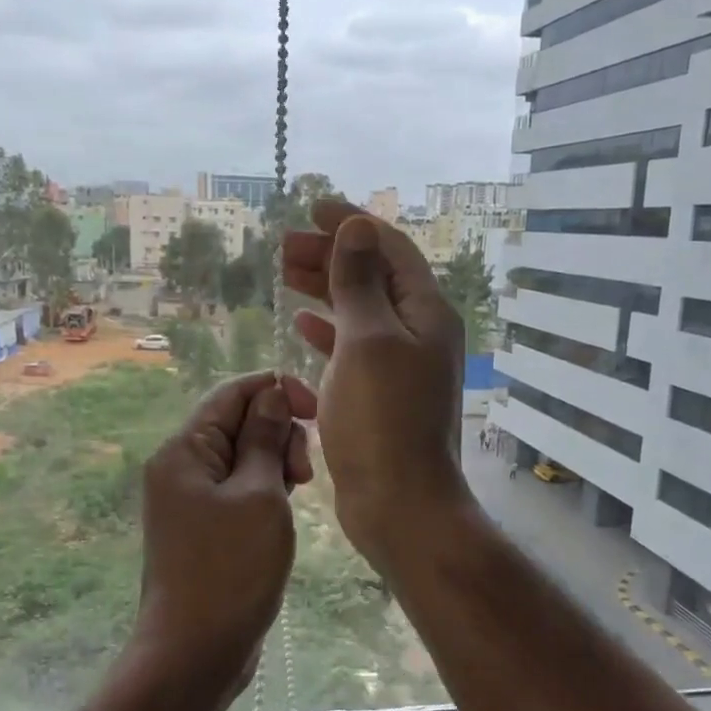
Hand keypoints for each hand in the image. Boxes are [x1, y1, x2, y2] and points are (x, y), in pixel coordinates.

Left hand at [133, 371, 316, 699]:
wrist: (194, 652)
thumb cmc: (230, 569)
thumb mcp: (259, 496)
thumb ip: (265, 439)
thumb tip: (272, 394)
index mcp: (185, 450)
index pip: (232, 393)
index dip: (276, 390)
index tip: (316, 411)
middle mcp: (181, 467)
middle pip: (237, 423)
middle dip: (278, 433)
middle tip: (303, 474)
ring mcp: (190, 500)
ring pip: (242, 457)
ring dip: (275, 464)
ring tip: (297, 493)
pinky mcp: (204, 527)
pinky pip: (238, 489)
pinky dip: (265, 491)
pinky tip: (283, 511)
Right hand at [281, 199, 474, 576]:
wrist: (400, 502)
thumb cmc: (382, 418)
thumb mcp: (368, 340)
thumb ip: (360, 282)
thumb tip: (357, 227)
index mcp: (425, 312)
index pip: (390, 249)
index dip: (352, 224)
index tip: (312, 208)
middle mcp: (419, 332)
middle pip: (374, 276)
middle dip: (332, 255)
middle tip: (285, 245)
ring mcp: (401, 365)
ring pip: (361, 310)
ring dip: (326, 289)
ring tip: (287, 274)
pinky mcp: (382, 393)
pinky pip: (354, 346)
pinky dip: (329, 330)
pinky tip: (303, 324)